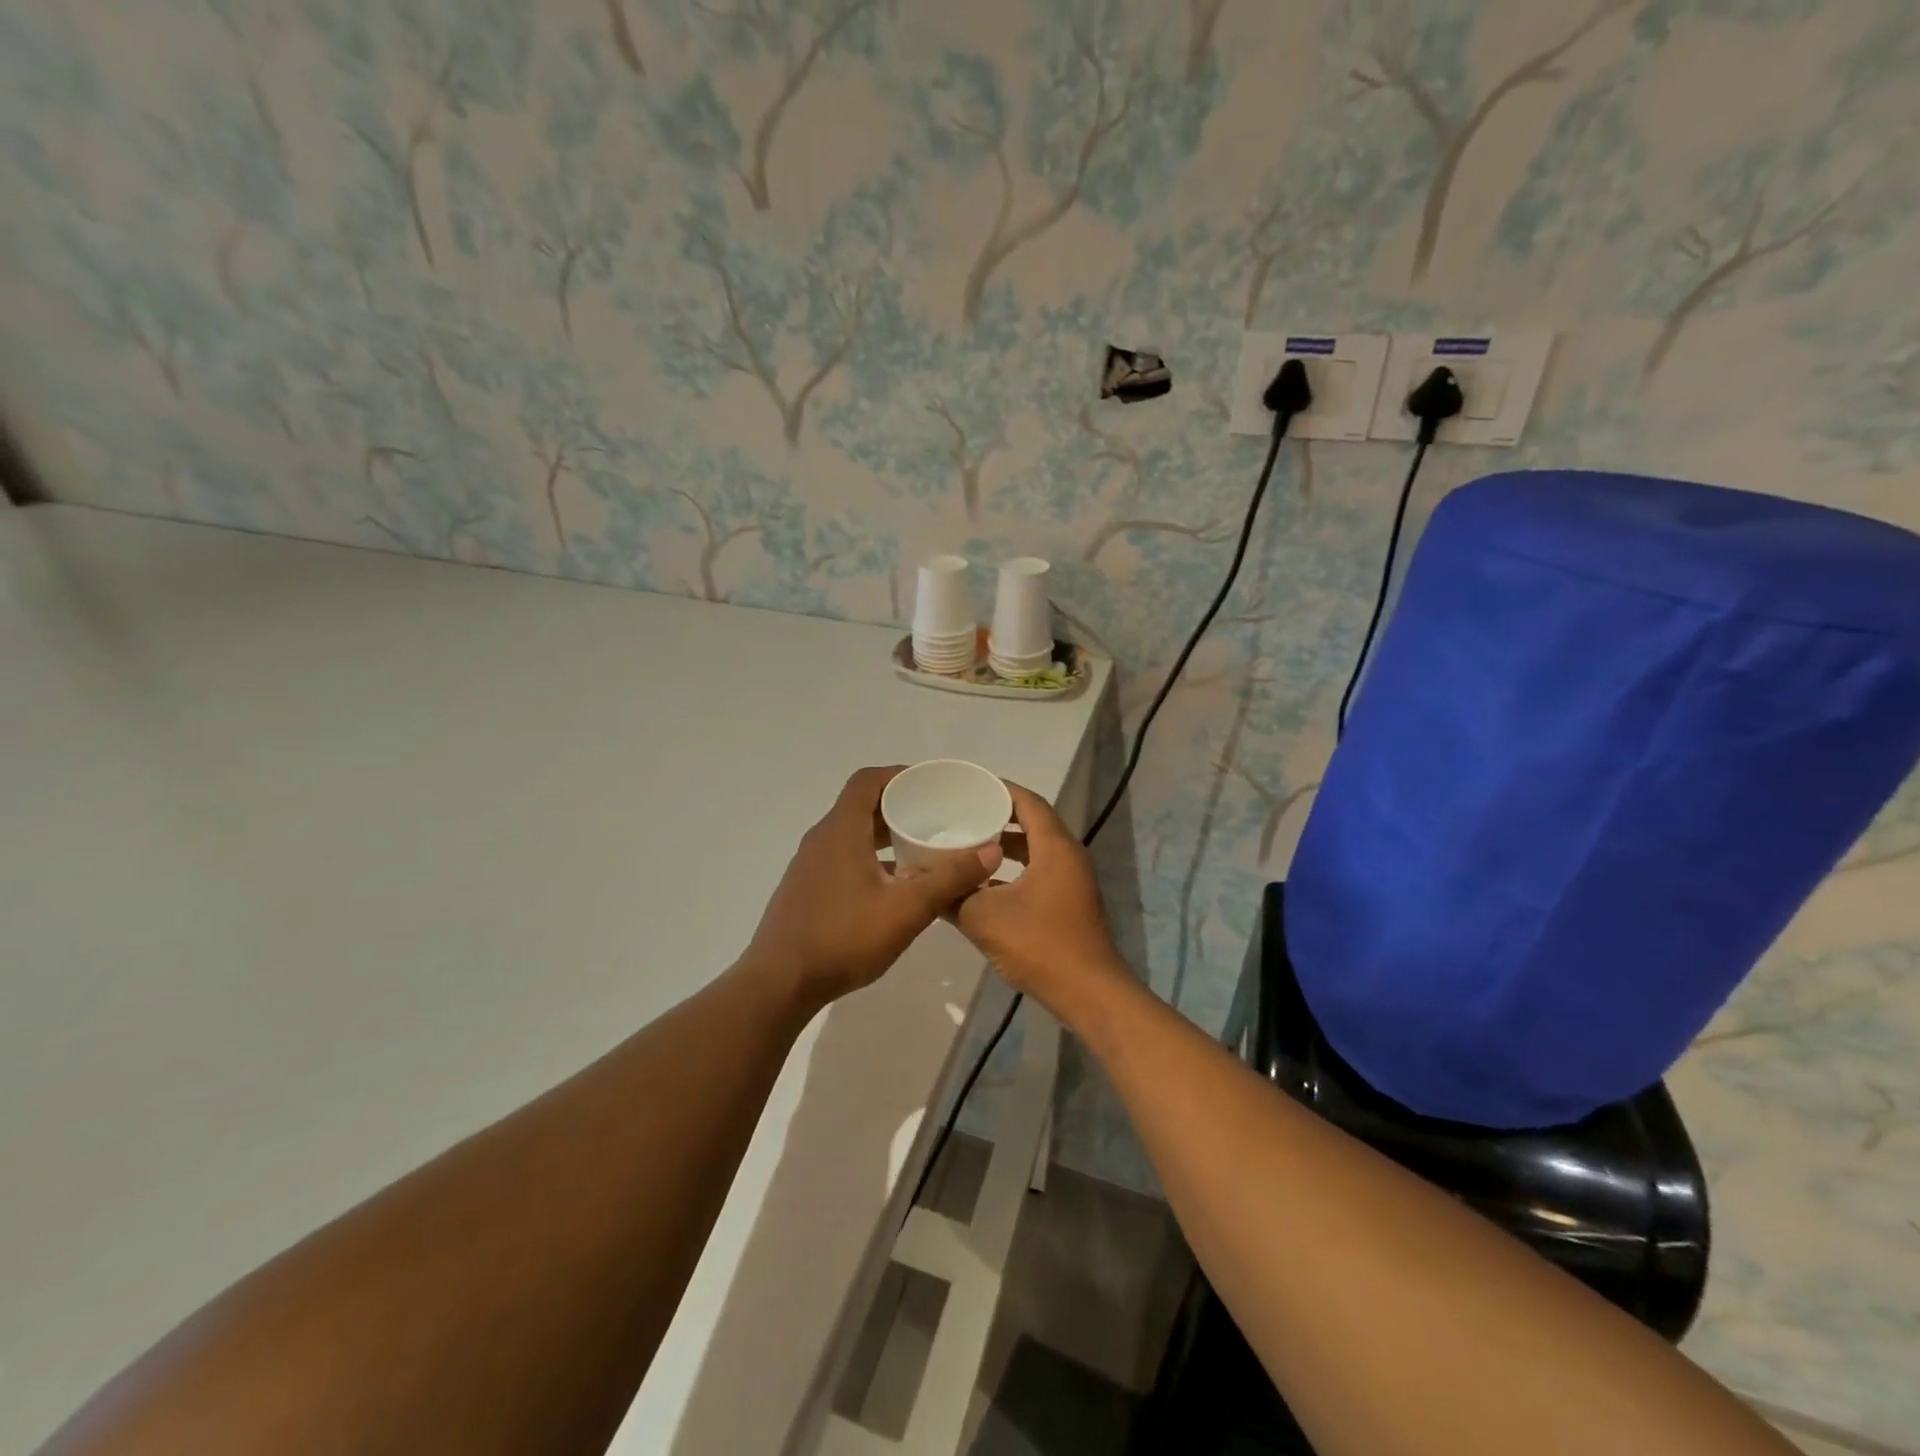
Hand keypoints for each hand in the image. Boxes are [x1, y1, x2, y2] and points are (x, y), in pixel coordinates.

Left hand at [745, 766, 1002, 1007]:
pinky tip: (892, 886)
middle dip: (898, 806)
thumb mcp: (906, 909)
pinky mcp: (806, 888)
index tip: (930, 785)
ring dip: (884, 834)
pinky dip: (870, 857)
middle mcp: (822, 838)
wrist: (779, 984)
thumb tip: (990, 851)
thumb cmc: (843, 938)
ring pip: (852, 834)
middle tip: (936, 817)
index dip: (899, 775)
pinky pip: (843, 857)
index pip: (868, 780)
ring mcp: (810, 864)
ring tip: (921, 849)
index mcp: (841, 830)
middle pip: (861, 805)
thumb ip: (949, 878)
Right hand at [953, 782, 1127, 1014]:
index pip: (1027, 802)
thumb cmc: (1039, 944)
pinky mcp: (1069, 903)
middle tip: (962, 815)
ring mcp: (1072, 881)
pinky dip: (1013, 870)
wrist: (1088, 993)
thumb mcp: (984, 917)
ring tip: (967, 845)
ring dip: (1004, 847)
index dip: (999, 790)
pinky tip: (983, 884)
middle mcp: (1068, 856)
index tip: (969, 787)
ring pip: (1035, 850)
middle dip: (998, 817)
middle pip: (1032, 823)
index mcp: (1054, 847)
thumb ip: (954, 896)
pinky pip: (1038, 872)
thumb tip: (928, 885)